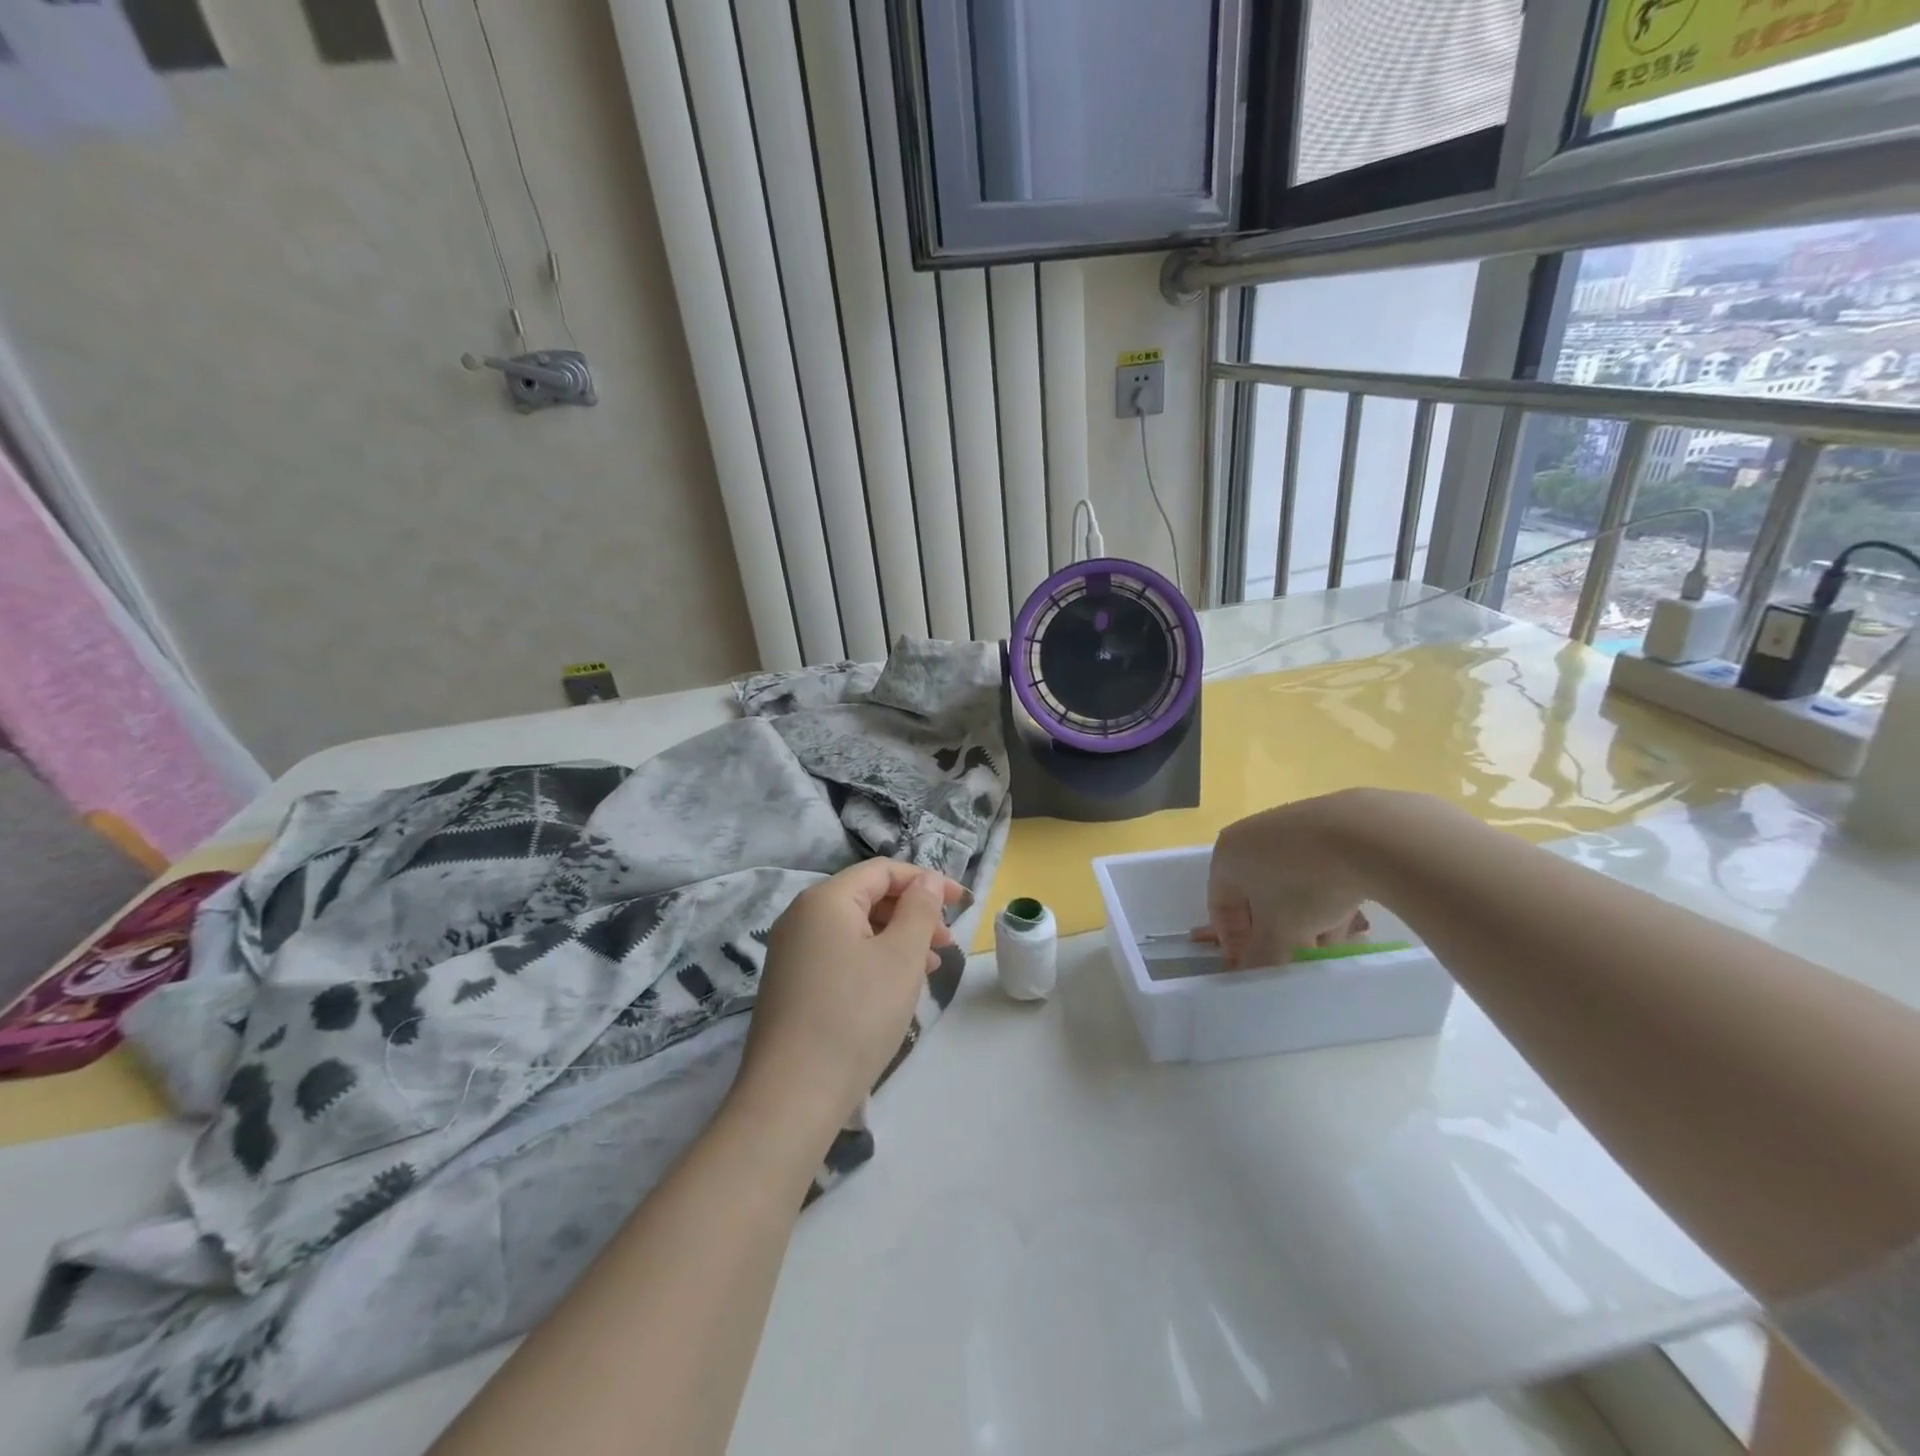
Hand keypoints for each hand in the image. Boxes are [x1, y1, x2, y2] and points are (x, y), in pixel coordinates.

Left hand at [734, 859, 962, 1140]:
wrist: (792, 1096)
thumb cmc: (856, 1015)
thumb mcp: (901, 957)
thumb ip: (920, 910)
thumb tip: (926, 881)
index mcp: (825, 900)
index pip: (882, 871)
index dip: (926, 881)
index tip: (963, 903)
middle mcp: (801, 917)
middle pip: (868, 898)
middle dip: (913, 914)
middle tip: (945, 946)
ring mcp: (791, 952)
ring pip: (856, 930)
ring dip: (897, 941)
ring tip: (929, 972)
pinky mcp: (791, 985)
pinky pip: (840, 955)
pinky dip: (873, 961)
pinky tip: (894, 991)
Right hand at [1204, 793, 1374, 969]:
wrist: (1367, 834)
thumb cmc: (1304, 884)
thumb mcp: (1279, 933)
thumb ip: (1261, 959)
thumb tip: (1252, 978)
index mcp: (1227, 856)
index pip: (1220, 907)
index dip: (1233, 943)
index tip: (1253, 969)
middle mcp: (1250, 836)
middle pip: (1255, 896)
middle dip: (1274, 933)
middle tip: (1294, 960)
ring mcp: (1288, 827)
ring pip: (1287, 884)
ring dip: (1302, 919)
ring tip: (1327, 946)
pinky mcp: (1325, 823)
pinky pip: (1314, 867)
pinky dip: (1323, 894)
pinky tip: (1346, 918)